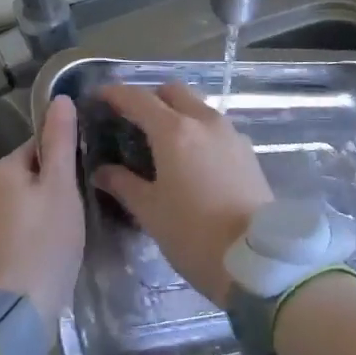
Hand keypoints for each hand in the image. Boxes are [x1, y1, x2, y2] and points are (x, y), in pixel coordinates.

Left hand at [0, 94, 84, 318]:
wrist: (18, 309)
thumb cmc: (45, 240)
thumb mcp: (61, 185)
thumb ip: (61, 141)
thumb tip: (60, 98)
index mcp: (1, 168)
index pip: (40, 146)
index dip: (67, 159)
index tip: (85, 178)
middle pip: (34, 172)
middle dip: (58, 186)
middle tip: (82, 206)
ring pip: (29, 200)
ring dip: (50, 209)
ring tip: (71, 229)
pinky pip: (22, 224)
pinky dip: (39, 230)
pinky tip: (55, 247)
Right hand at [92, 82, 272, 306]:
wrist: (257, 261)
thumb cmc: (194, 235)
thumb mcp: (150, 212)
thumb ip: (123, 184)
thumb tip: (102, 171)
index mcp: (174, 131)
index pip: (138, 98)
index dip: (115, 94)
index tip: (98, 97)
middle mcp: (204, 121)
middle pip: (172, 92)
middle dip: (149, 97)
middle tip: (131, 119)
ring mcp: (230, 133)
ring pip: (197, 106)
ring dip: (176, 112)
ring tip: (161, 141)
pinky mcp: (247, 150)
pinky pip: (215, 127)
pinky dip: (197, 130)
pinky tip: (190, 159)